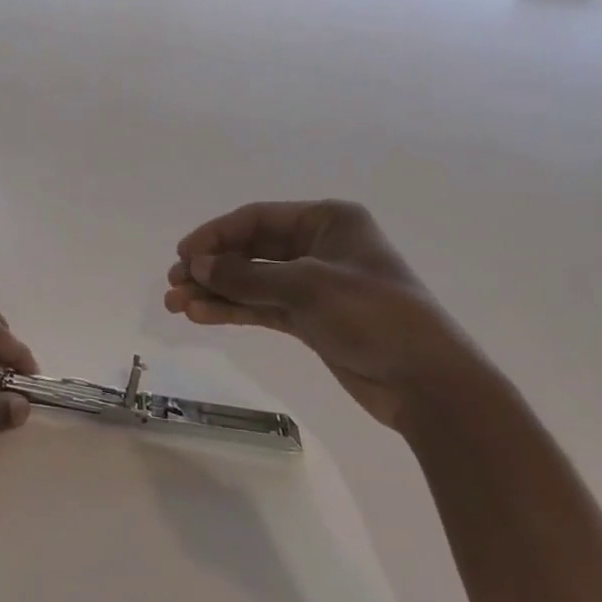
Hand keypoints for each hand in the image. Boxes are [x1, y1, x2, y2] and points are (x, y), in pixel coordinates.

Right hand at [164, 200, 490, 431]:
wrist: (428, 383)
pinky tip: (202, 316)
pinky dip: (234, 310)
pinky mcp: (312, 319)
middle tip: (173, 283)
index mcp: (327, 220)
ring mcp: (314, 284)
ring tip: (177, 304)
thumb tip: (197, 266)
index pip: (257, 218)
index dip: (216, 235)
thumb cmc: (373, 315)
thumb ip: (247, 275)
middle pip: (251, 249)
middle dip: (212, 266)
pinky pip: (263, 307)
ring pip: (253, 281)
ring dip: (216, 291)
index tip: (183, 255)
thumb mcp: (306, 287)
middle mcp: (318, 246)